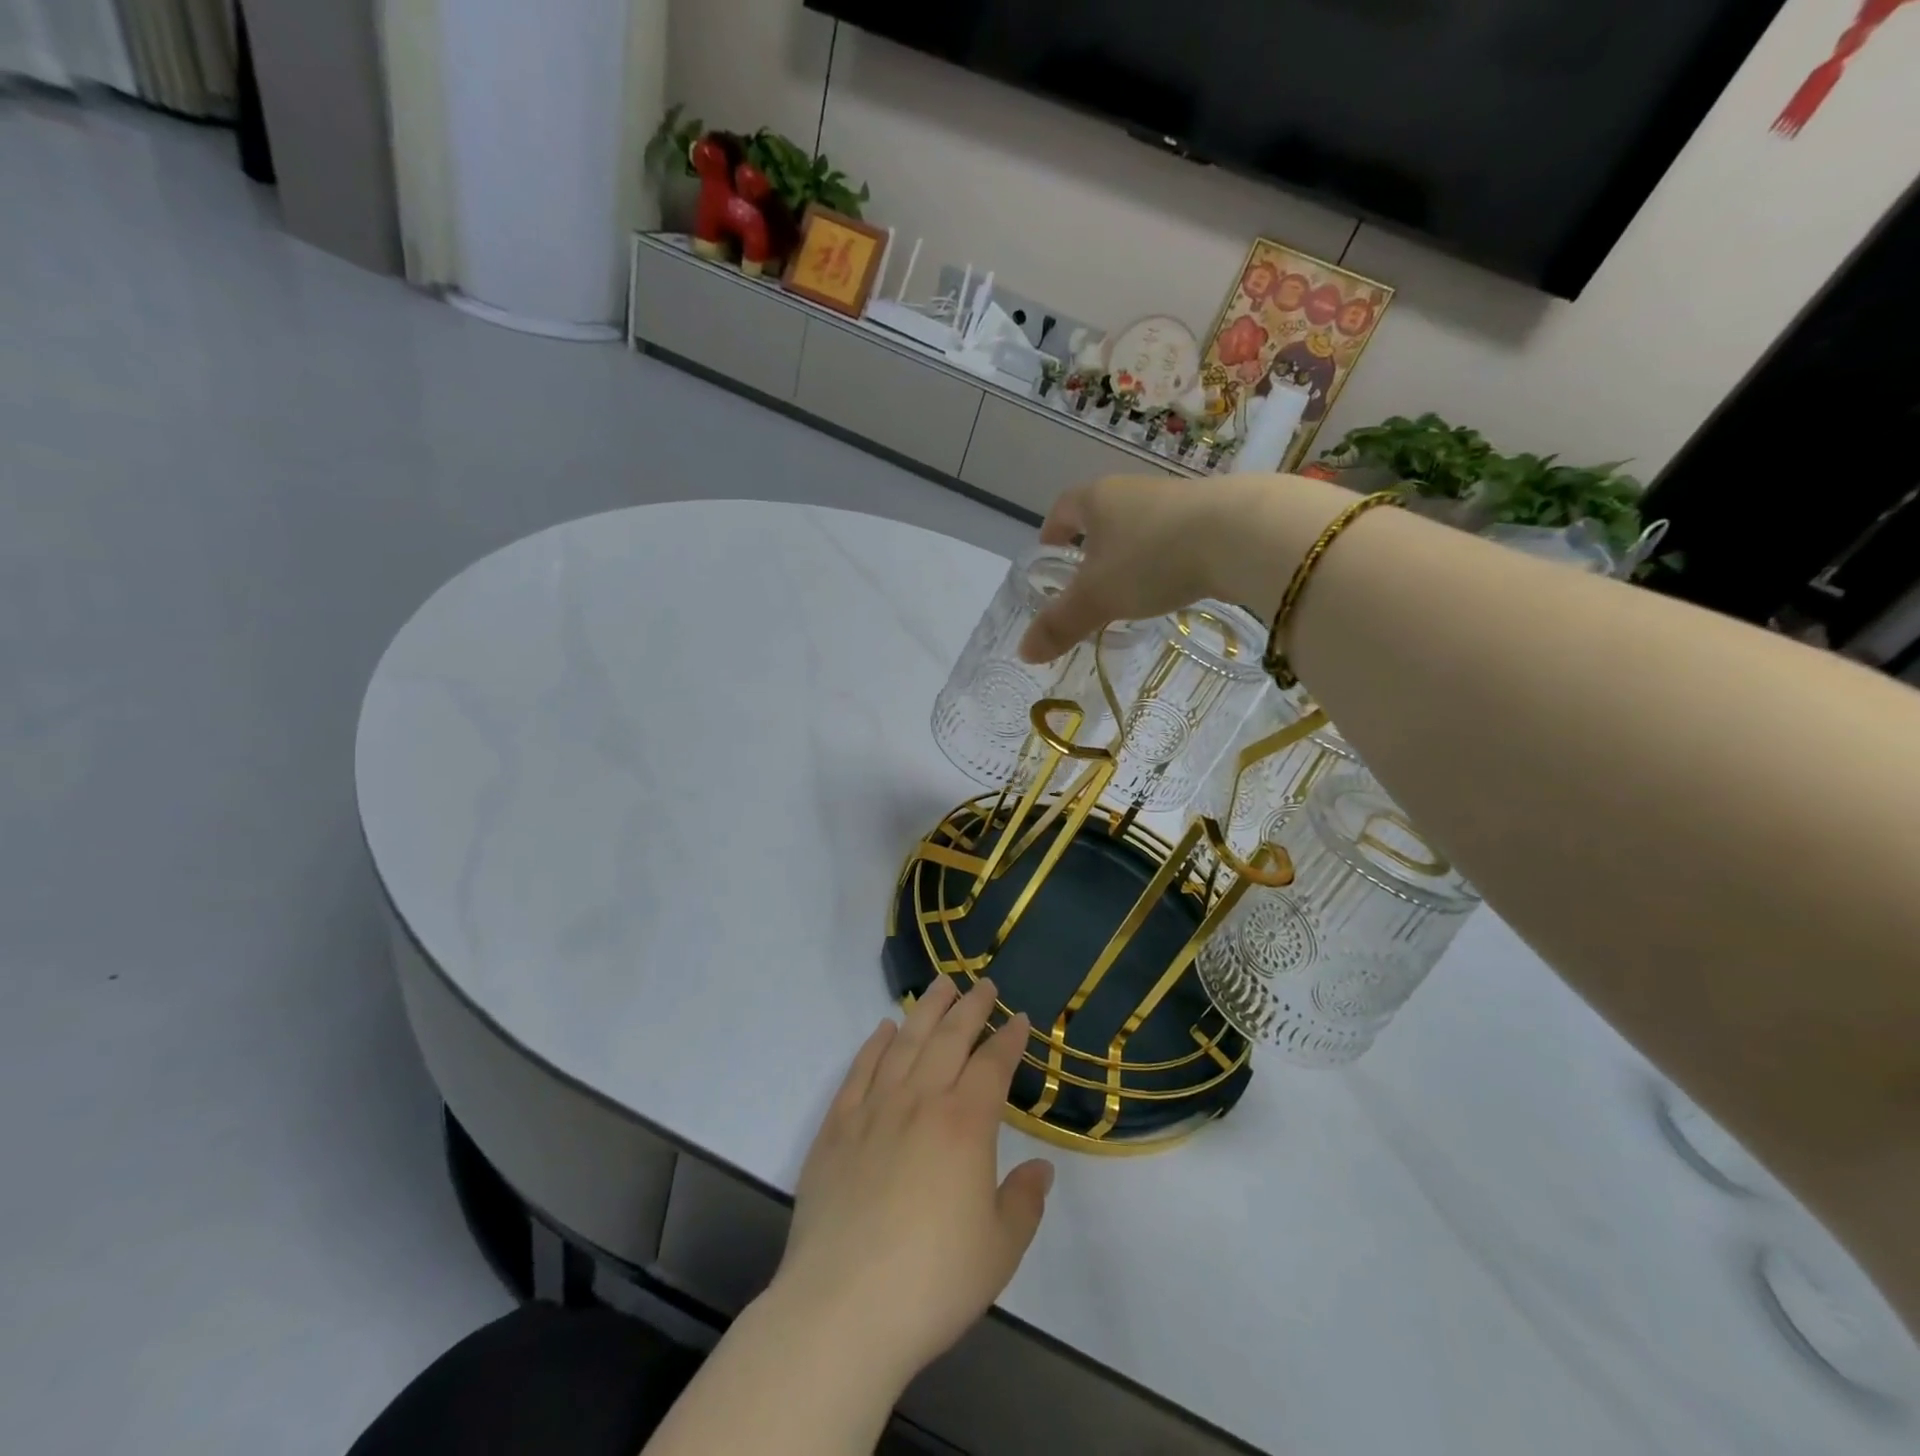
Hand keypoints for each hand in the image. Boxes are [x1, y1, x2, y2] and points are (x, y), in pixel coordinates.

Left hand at [768, 977, 1052, 1390]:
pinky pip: (859, 1071)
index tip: (1019, 1018)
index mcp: (964, 1125)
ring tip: (939, 985)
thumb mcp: (999, 1251)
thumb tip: (1039, 1168)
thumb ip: (1024, 1202)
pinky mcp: (836, 1128)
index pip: (992, 1065)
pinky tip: (884, 1030)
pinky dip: (874, 1044)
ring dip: (926, 1010)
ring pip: (905, 1043)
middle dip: (970, 1007)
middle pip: (949, 1038)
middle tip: (983, 985)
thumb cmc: (932, 1282)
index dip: (1009, 1038)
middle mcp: (920, 1102)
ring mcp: (873, 1110)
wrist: (841, 1309)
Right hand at [1017, 473, 1348, 663]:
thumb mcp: (1098, 598)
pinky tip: (1174, 583)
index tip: (1049, 550)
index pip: (1063, 508)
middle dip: (1092, 543)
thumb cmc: (1152, 558)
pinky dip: (1167, 558)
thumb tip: (1023, 652)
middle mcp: (1134, 491)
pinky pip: (1176, 536)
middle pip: (1103, 514)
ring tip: (1130, 586)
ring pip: (1142, 525)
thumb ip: (1060, 624)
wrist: (1243, 534)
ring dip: (1132, 551)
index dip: (1052, 530)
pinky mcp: (1215, 515)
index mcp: (1098, 500)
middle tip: (1087, 577)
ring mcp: (1177, 500)